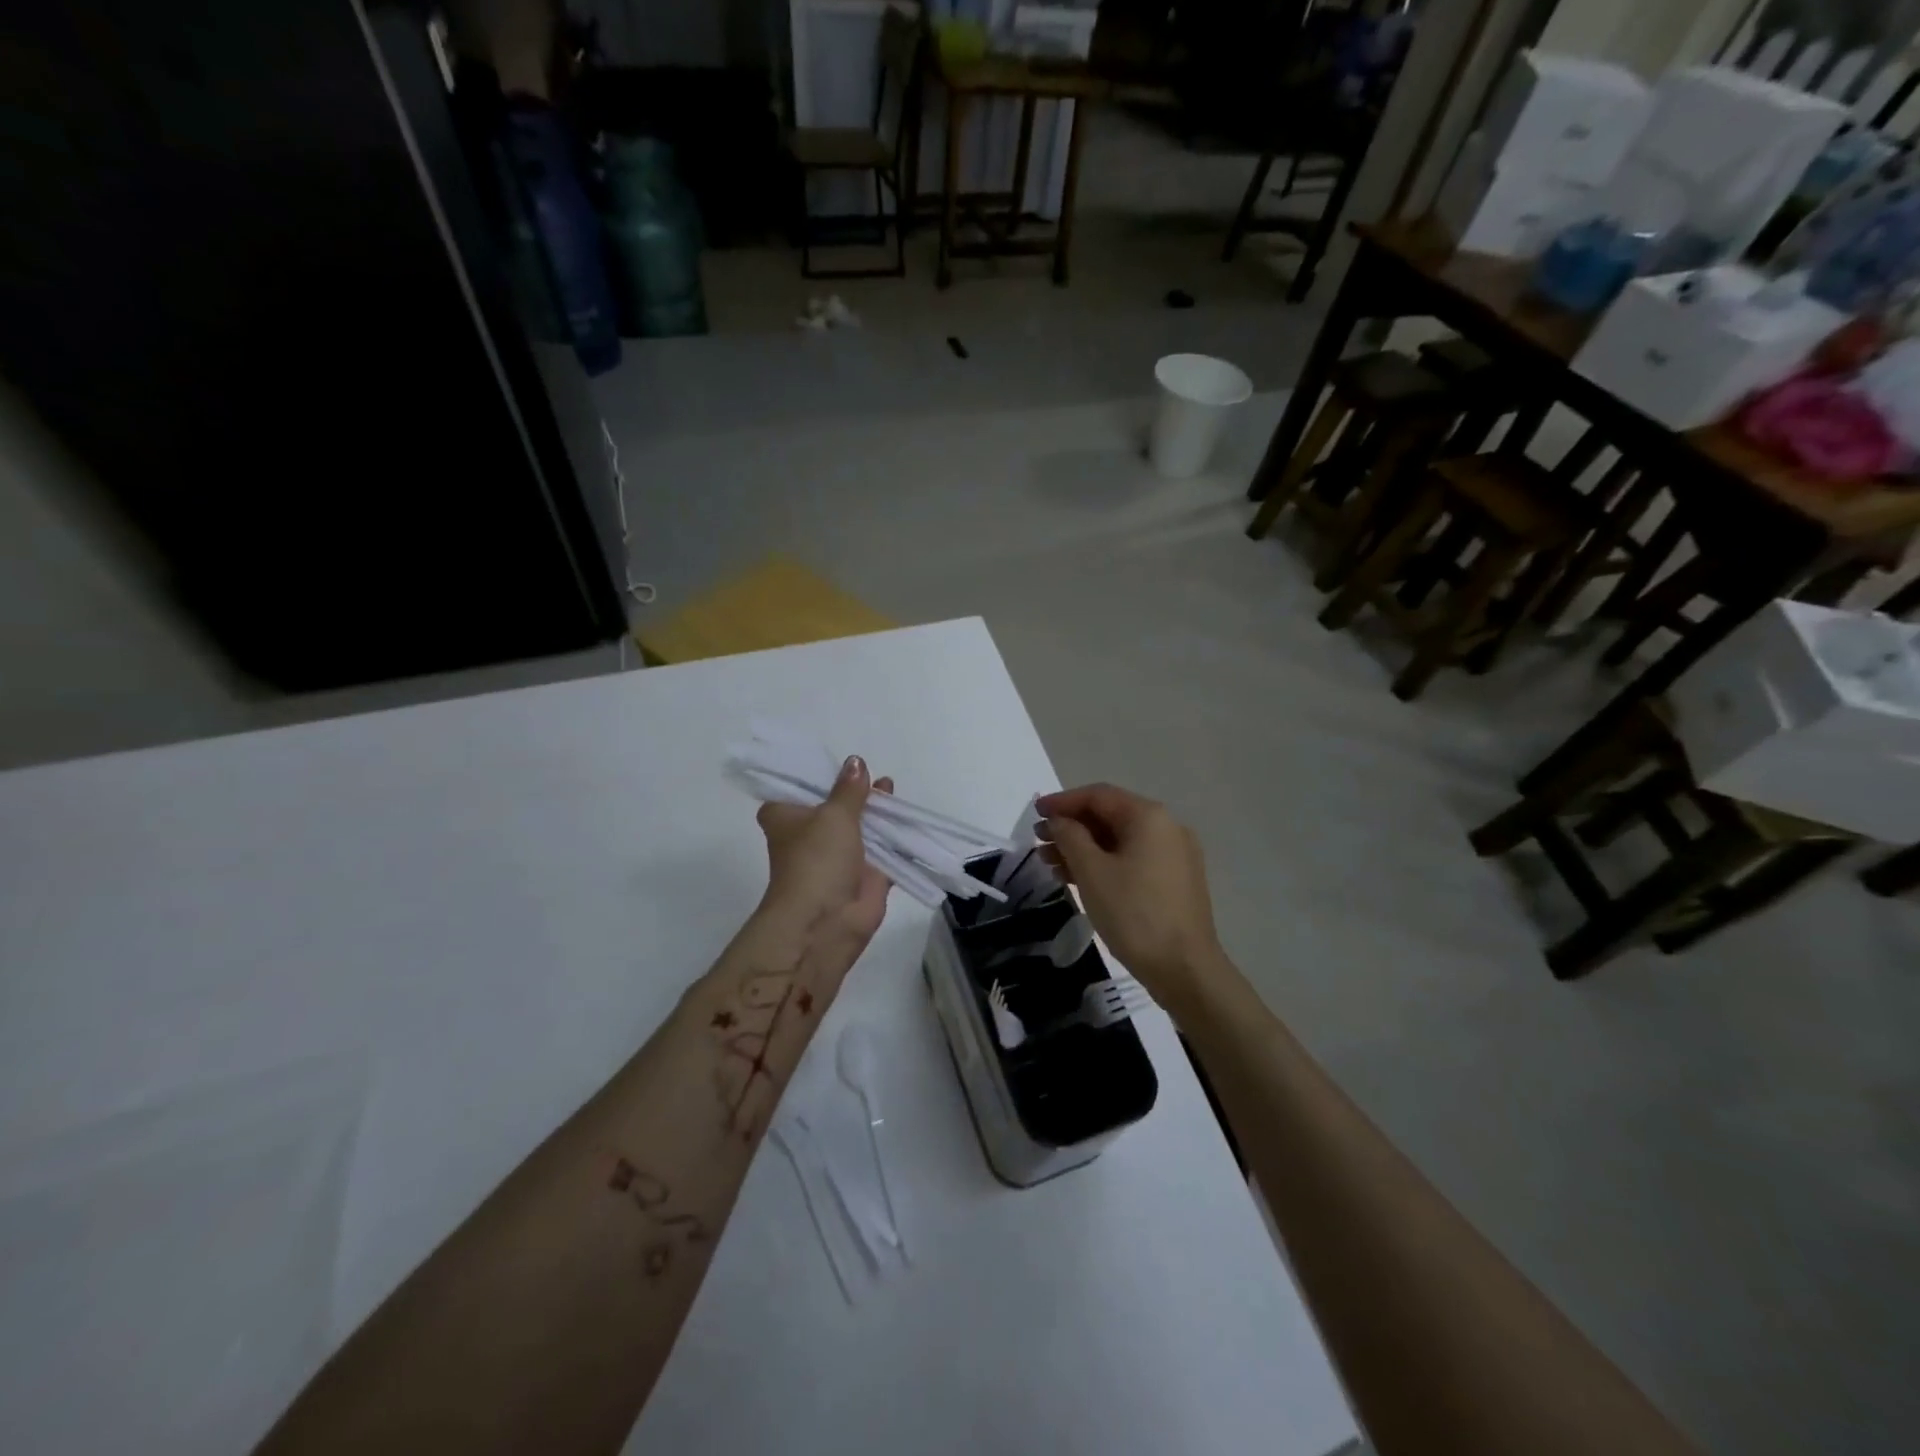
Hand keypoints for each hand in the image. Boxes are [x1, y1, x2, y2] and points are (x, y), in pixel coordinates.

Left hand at [756, 755, 893, 946]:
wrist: (827, 921)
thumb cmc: (817, 859)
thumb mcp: (834, 814)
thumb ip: (850, 789)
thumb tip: (856, 762)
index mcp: (786, 816)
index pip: (798, 786)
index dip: (818, 773)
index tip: (840, 759)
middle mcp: (808, 833)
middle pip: (834, 804)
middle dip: (855, 791)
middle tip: (875, 771)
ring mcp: (837, 855)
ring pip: (859, 826)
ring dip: (876, 812)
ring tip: (892, 788)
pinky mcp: (864, 874)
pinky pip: (881, 849)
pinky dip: (894, 836)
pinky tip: (909, 816)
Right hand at [1037, 784, 1225, 1014]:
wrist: (1184, 969)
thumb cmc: (1134, 913)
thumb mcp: (1092, 872)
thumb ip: (1070, 837)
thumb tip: (1059, 821)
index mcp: (1149, 817)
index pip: (1098, 796)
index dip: (1063, 801)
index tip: (1035, 812)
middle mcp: (1167, 828)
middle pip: (1110, 816)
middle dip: (1071, 827)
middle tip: (1038, 840)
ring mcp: (1174, 856)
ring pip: (1119, 841)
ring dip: (1083, 847)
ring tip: (1050, 863)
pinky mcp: (1174, 881)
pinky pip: (1132, 860)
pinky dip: (1103, 863)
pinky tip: (1078, 879)